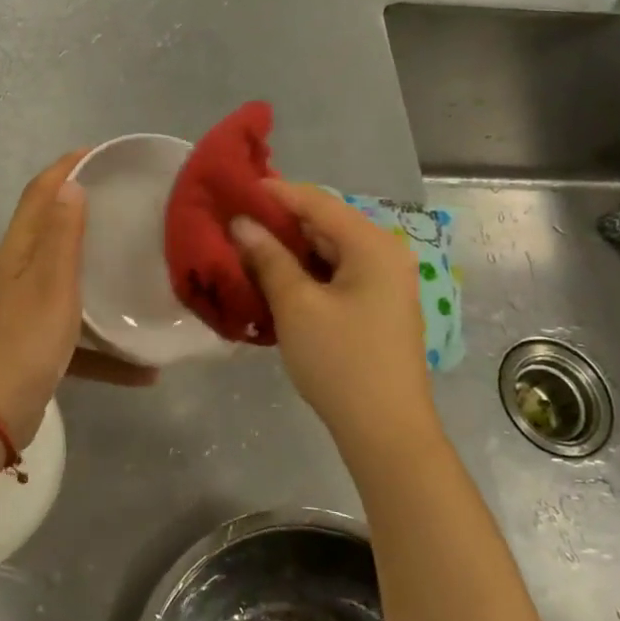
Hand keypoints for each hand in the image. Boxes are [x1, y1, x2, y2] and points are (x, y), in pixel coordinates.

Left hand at [0, 151, 156, 443]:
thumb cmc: (28, 341)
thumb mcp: (52, 283)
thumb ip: (62, 235)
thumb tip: (69, 184)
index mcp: (17, 251)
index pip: (39, 193)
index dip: (65, 167)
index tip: (101, 153)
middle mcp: (16, 271)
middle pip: (50, 228)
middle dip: (83, 209)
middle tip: (125, 201)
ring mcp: (23, 307)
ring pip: (65, 277)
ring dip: (96, 269)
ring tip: (135, 262)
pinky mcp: (34, 340)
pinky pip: (75, 329)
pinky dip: (102, 341)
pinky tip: (141, 366)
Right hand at [231, 179, 430, 440]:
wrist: (386, 431)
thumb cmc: (340, 362)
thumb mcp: (297, 306)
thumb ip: (268, 258)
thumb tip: (242, 223)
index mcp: (372, 245)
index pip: (317, 202)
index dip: (274, 194)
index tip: (233, 189)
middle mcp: (385, 254)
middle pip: (324, 224)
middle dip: (279, 223)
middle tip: (233, 222)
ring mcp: (385, 281)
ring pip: (328, 250)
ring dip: (289, 249)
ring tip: (246, 248)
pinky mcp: (377, 305)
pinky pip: (336, 273)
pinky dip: (305, 272)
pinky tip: (274, 278)